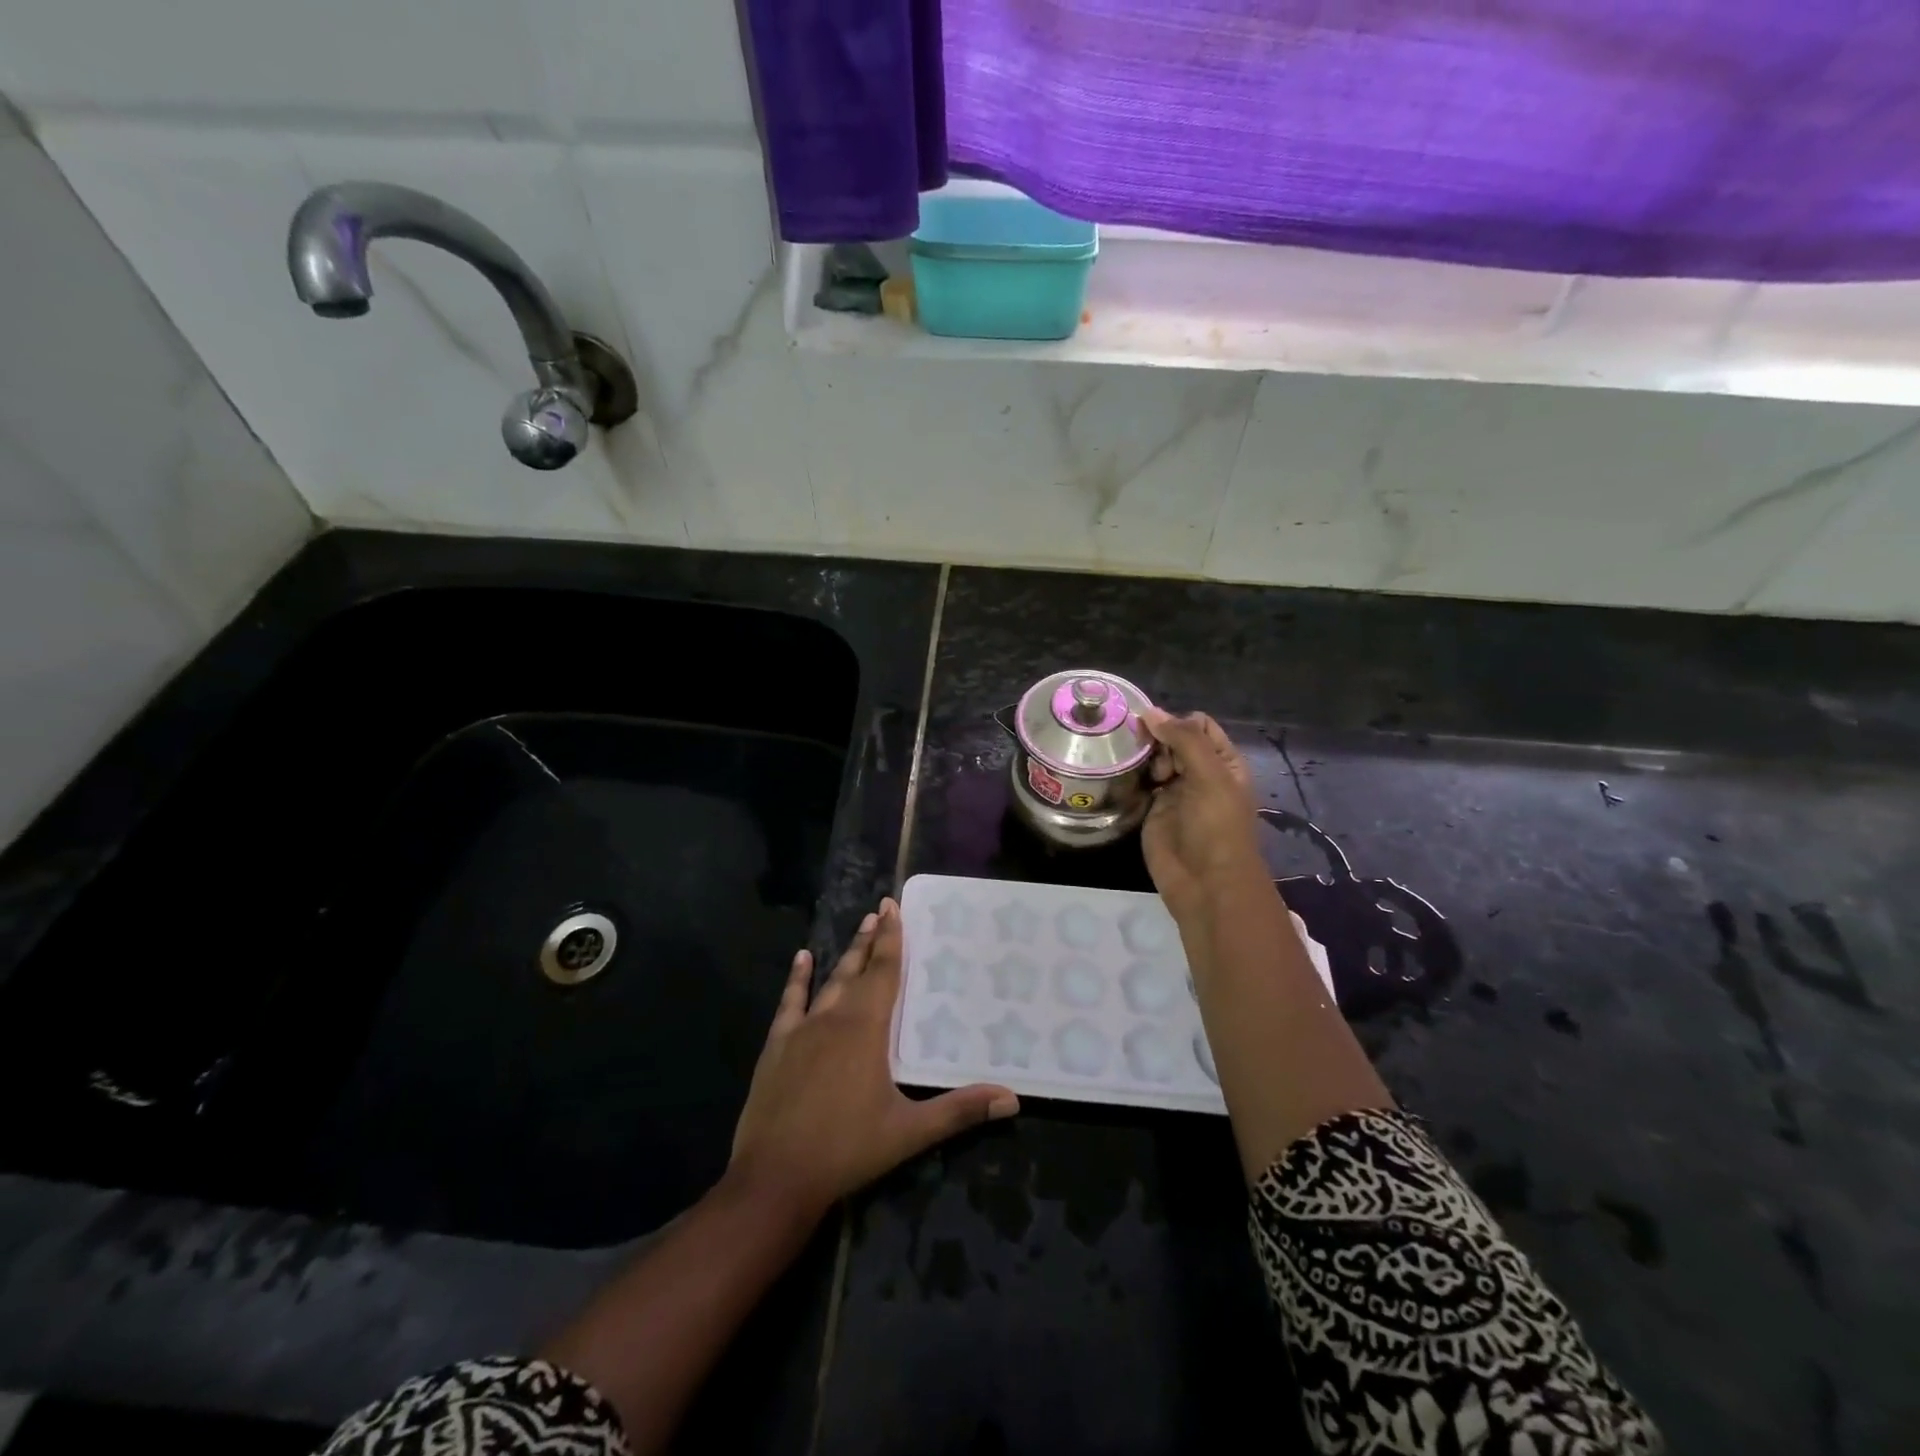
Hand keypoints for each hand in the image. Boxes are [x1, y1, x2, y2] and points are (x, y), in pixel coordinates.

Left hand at [729, 900, 1017, 1222]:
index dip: (891, 938)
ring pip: (829, 982)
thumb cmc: (847, 1150)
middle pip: (858, 970)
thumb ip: (960, 1111)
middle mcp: (834, 1018)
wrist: (775, 1177)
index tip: (893, 906)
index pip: (884, 972)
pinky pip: (789, 1002)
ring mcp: (802, 1030)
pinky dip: (797, 979)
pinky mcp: (776, 1046)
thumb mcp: (909, 1132)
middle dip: (871, 939)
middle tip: (880, 910)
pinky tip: (802, 958)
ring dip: (846, 955)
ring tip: (859, 927)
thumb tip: (1012, 1099)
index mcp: (867, 1029)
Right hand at [1139, 708, 1263, 921]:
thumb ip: (1183, 740)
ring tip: (1127, 760)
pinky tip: (1118, 772)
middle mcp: (1199, 772)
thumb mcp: (1210, 776)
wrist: (1206, 883)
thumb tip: (1150, 712)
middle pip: (1173, 739)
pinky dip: (1130, 776)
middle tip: (1141, 751)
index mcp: (1223, 761)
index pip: (1199, 725)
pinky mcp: (1153, 810)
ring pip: (1154, 759)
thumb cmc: (1217, 827)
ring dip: (1141, 756)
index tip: (1153, 730)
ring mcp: (1175, 792)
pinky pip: (1140, 783)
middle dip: (1155, 738)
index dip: (1176, 722)